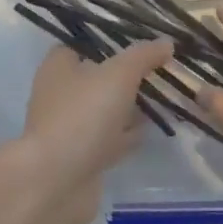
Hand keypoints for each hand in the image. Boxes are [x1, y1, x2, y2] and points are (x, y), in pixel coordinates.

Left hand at [17, 40, 174, 223]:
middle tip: (160, 72)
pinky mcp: (81, 157)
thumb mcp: (118, 75)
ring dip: (129, 108)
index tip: (140, 43)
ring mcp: (69, 128)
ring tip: (163, 100)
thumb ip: (142, 56)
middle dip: (126, 77)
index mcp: (58, 68)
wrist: (57, 181)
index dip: (109, 42)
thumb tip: (165, 43)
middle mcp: (59, 95)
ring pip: (104, 111)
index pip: (82, 45)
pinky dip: (127, 136)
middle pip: (97, 79)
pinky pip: (108, 139)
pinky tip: (149, 132)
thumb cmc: (83, 115)